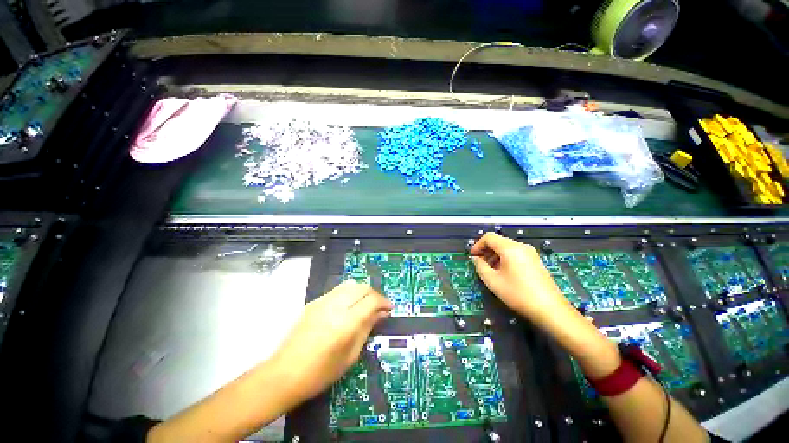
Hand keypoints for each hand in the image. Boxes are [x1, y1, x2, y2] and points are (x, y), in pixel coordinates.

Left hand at [269, 280, 391, 404]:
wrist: (284, 374)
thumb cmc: (320, 373)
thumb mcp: (350, 355)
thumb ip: (367, 329)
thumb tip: (381, 314)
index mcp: (346, 322)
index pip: (371, 300)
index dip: (384, 302)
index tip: (389, 309)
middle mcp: (336, 305)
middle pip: (362, 287)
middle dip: (374, 294)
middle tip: (378, 306)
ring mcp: (323, 301)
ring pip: (350, 284)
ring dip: (361, 291)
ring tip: (365, 304)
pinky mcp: (314, 302)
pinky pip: (337, 290)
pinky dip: (348, 293)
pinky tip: (348, 306)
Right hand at [470, 232, 573, 323]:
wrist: (550, 309)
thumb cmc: (518, 294)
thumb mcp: (493, 281)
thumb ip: (480, 266)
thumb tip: (476, 259)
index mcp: (510, 248)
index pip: (489, 237)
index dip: (478, 245)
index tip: (473, 257)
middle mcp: (521, 247)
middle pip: (498, 241)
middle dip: (486, 251)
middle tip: (480, 264)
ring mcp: (530, 253)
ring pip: (506, 248)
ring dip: (495, 255)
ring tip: (491, 271)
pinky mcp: (535, 261)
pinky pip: (515, 254)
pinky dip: (505, 259)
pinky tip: (504, 273)